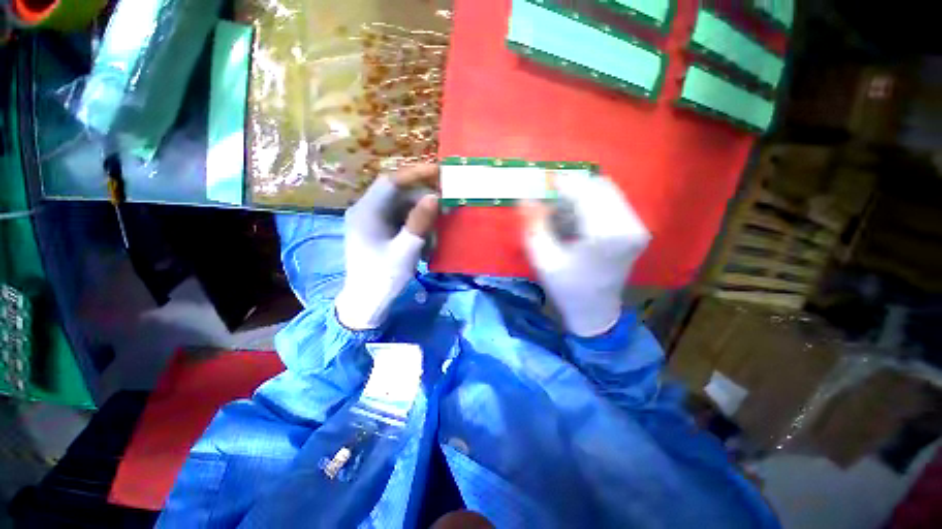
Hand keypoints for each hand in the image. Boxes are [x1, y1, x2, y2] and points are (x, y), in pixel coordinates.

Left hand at [334, 164, 439, 329]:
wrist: (366, 302)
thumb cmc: (383, 277)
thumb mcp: (406, 250)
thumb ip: (420, 222)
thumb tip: (435, 197)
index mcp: (366, 212)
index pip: (391, 181)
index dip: (415, 173)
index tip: (440, 170)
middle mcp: (366, 211)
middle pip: (398, 194)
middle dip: (423, 200)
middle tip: (446, 207)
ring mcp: (371, 221)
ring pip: (401, 208)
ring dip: (421, 216)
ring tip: (437, 231)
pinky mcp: (377, 231)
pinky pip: (399, 220)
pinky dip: (415, 226)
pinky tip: (426, 241)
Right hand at [519, 176, 649, 336]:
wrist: (596, 310)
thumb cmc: (567, 288)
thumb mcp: (543, 259)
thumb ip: (535, 225)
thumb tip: (526, 197)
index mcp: (606, 234)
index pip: (584, 192)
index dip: (561, 183)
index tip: (541, 184)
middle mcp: (629, 224)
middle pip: (598, 185)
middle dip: (571, 188)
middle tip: (549, 200)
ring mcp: (637, 225)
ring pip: (606, 190)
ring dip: (580, 194)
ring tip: (561, 211)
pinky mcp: (636, 228)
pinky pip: (611, 201)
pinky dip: (590, 202)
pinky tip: (575, 218)